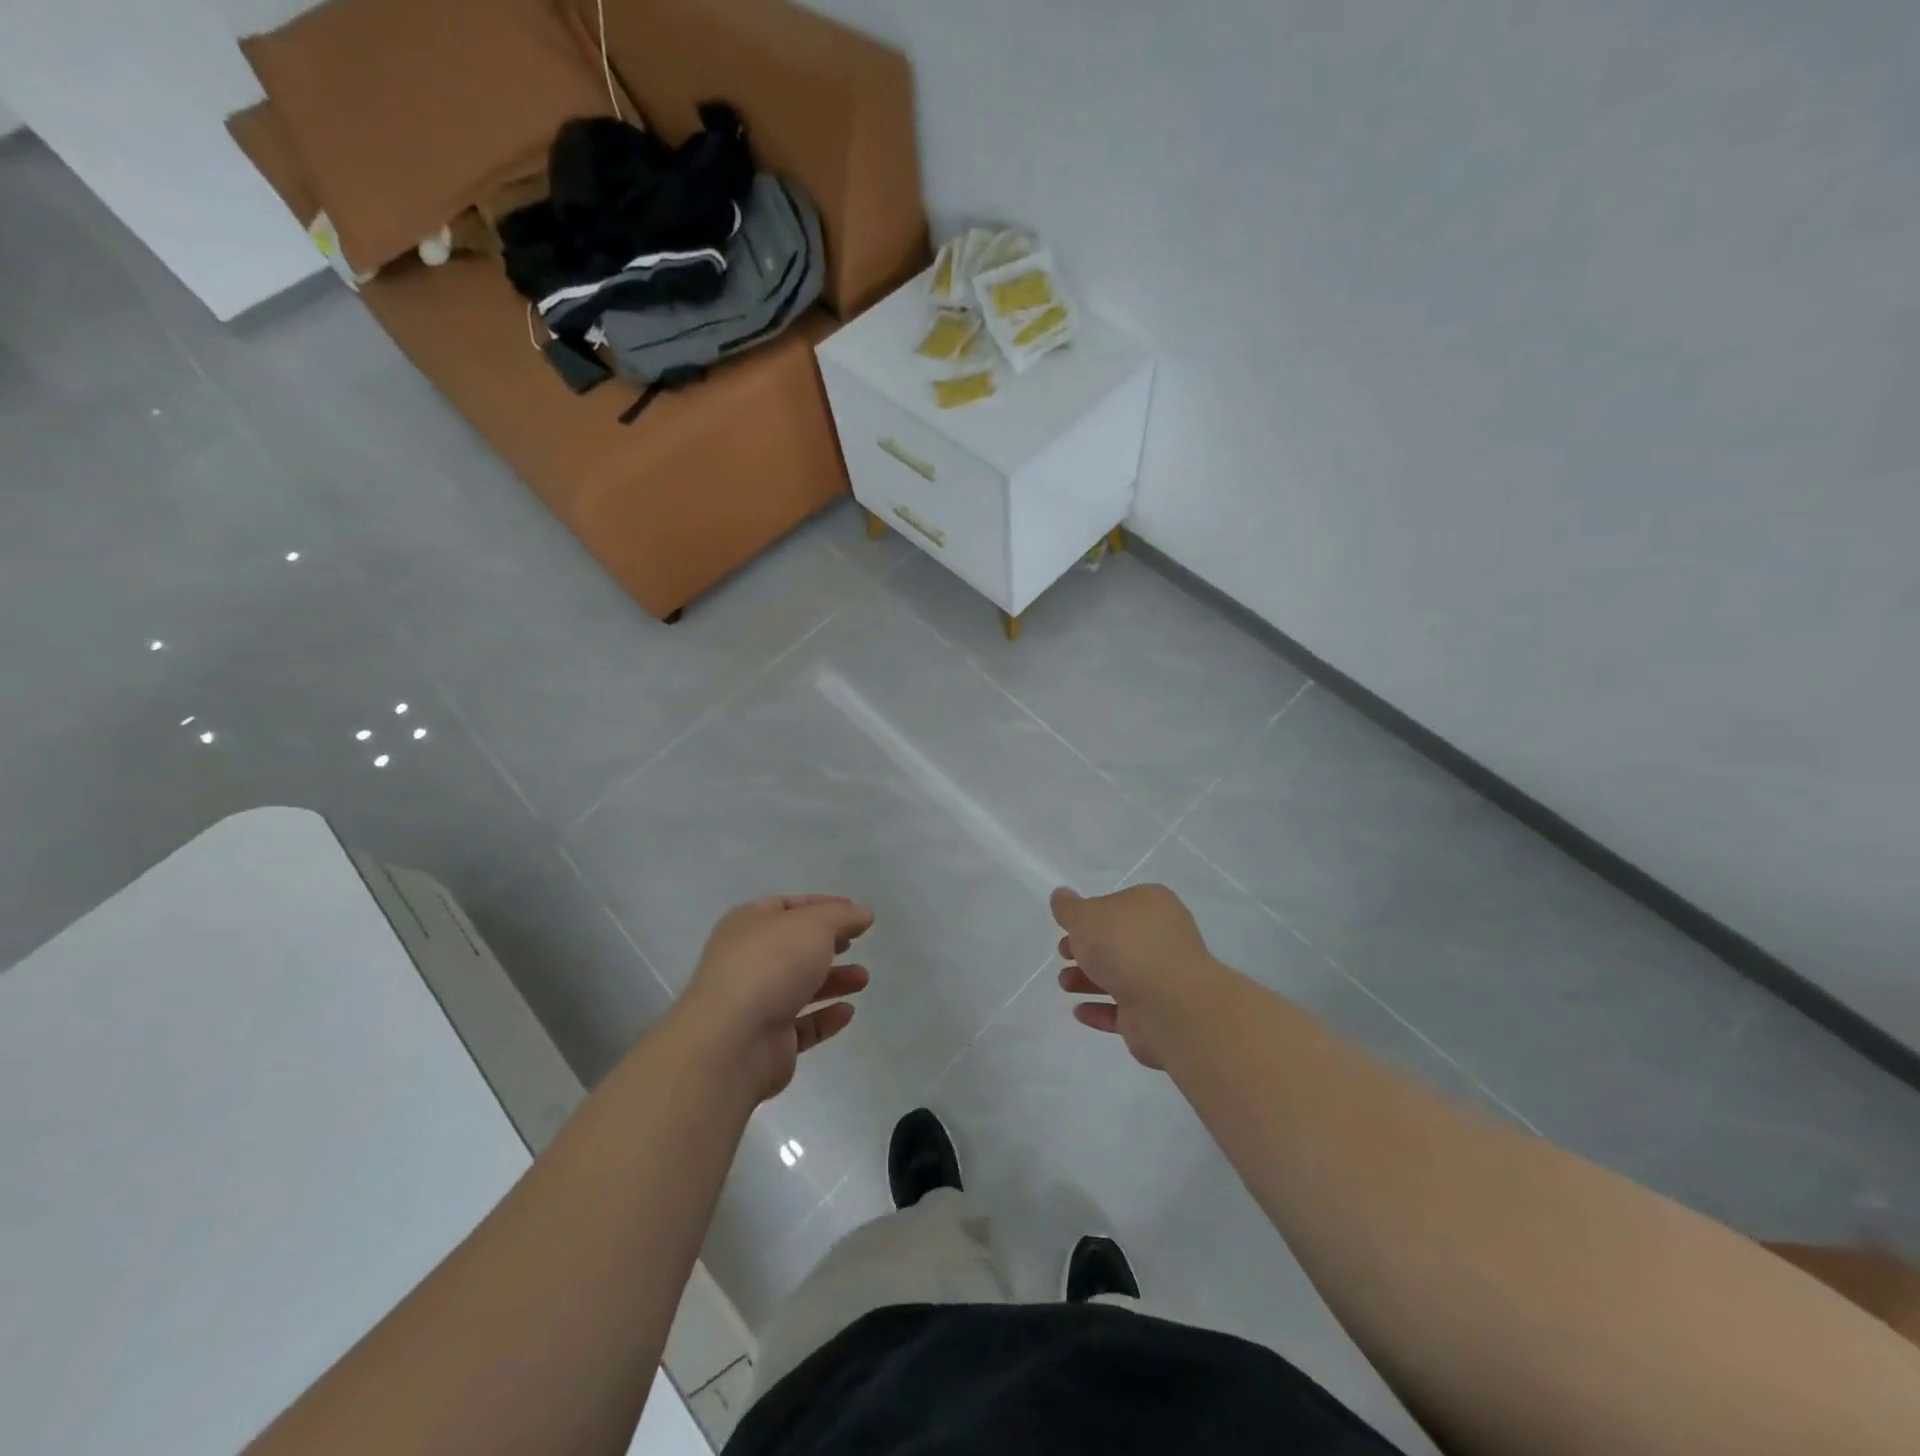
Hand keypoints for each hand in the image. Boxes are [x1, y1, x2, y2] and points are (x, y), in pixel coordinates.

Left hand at [674, 895, 874, 1102]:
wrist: (733, 1041)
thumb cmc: (772, 965)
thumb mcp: (814, 925)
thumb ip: (842, 916)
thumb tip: (863, 913)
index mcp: (749, 924)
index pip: (789, 906)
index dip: (823, 906)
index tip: (855, 913)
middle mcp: (748, 960)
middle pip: (794, 948)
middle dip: (828, 945)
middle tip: (857, 944)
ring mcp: (755, 1003)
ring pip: (800, 987)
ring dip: (833, 981)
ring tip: (863, 980)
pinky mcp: (767, 1041)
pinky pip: (802, 1025)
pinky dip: (825, 1018)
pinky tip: (847, 1012)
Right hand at [1051, 883, 1226, 1069]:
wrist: (1167, 1003)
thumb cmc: (1125, 945)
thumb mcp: (1085, 916)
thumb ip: (1069, 908)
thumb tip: (1061, 895)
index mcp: (1152, 905)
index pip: (1117, 905)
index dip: (1090, 916)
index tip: (1067, 928)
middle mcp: (1162, 938)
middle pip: (1117, 942)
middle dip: (1086, 950)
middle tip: (1064, 955)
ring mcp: (1162, 977)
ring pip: (1119, 975)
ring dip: (1088, 980)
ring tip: (1065, 985)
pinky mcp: (1157, 1013)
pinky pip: (1123, 1009)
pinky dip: (1101, 1009)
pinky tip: (1079, 1011)